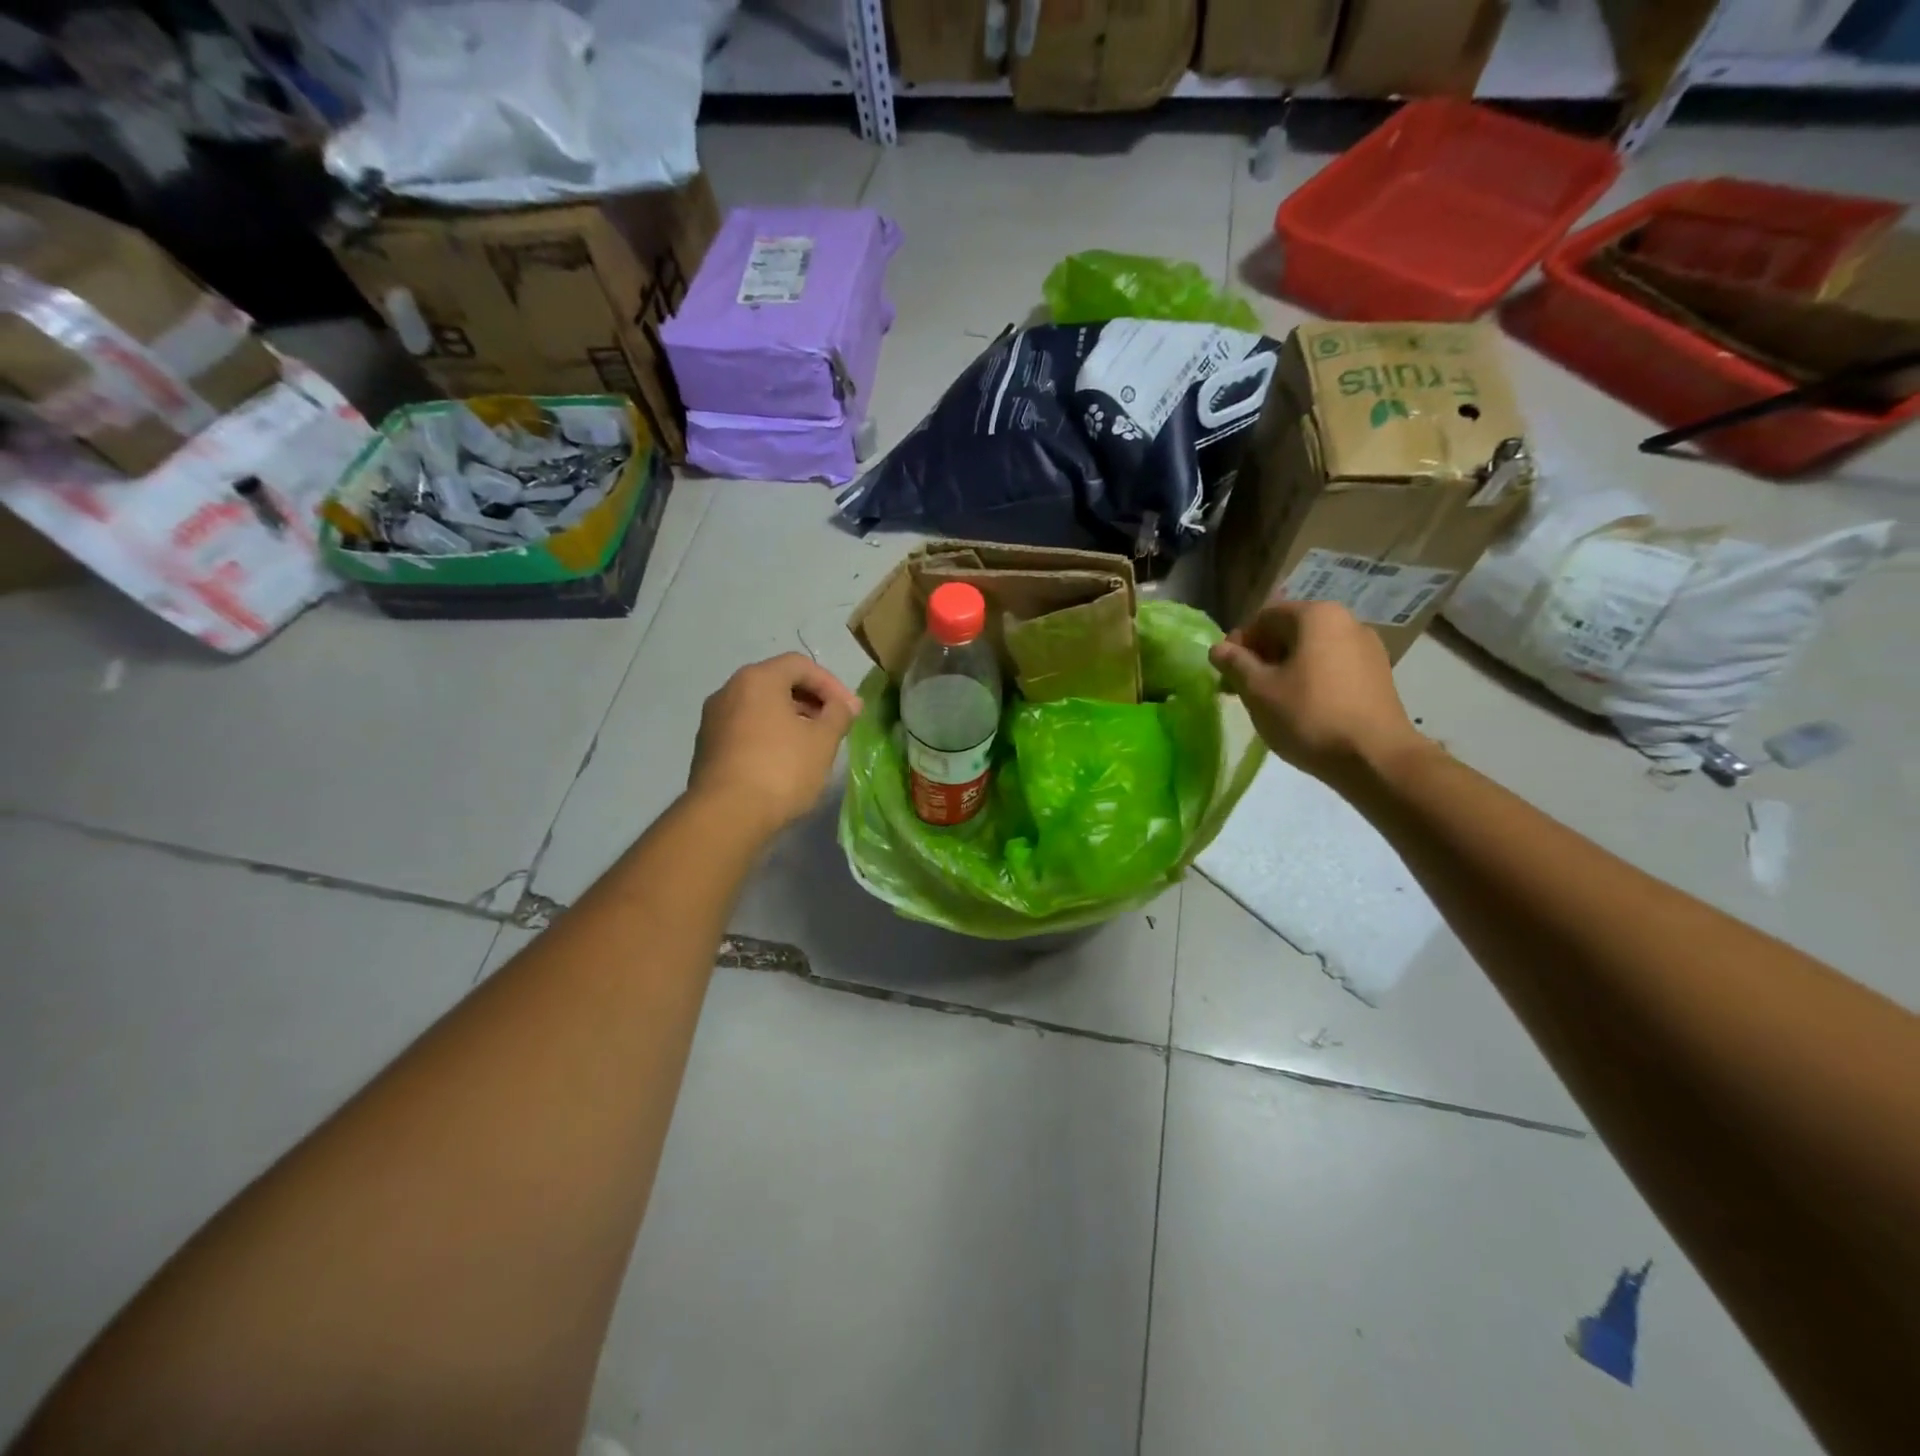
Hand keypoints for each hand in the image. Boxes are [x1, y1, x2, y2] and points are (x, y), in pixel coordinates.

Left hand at [688, 654, 861, 837]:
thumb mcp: (822, 741)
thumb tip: (847, 703)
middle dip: (810, 700)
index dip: (831, 684)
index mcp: (757, 679)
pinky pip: (744, 729)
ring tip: (811, 745)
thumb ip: (839, 714)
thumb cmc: (781, 769)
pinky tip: (783, 762)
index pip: (800, 665)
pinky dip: (768, 735)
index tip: (850, 711)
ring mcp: (713, 719)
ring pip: (759, 707)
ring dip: (790, 719)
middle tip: (833, 725)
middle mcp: (729, 690)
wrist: (726, 816)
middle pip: (777, 682)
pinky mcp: (707, 747)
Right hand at [1209, 602, 1428, 788]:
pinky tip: (1302, 709)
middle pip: (1290, 632)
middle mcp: (1347, 621)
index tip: (1226, 673)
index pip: (1264, 617)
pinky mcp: (1378, 675)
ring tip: (1270, 702)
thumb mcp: (1258, 690)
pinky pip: (1332, 667)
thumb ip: (1234, 664)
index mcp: (1316, 616)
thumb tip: (1217, 648)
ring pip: (1311, 651)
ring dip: (1284, 670)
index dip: (1239, 643)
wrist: (1375, 758)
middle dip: (1261, 657)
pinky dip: (1310, 680)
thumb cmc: (1308, 716)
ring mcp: (1368, 648)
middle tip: (1243, 689)